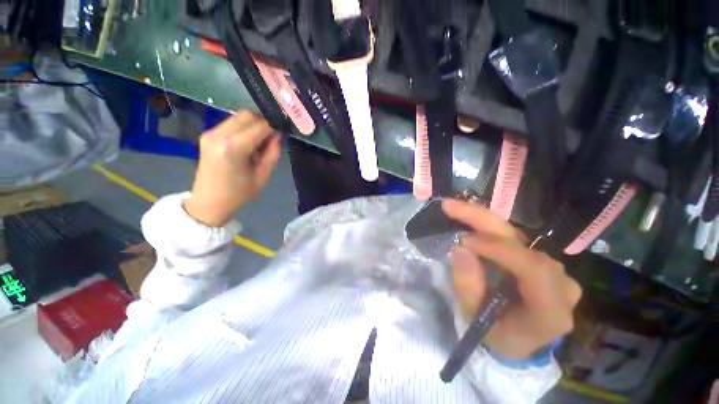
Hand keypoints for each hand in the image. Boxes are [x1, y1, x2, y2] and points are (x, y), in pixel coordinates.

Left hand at [184, 111, 280, 226]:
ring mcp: (210, 133)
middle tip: (273, 136)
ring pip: (238, 116)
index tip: (284, 129)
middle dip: (263, 122)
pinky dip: (243, 127)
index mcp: (234, 148)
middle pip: (247, 115)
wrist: (208, 202)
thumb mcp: (263, 176)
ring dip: (253, 124)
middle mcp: (219, 135)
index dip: (274, 125)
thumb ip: (273, 153)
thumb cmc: (239, 194)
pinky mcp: (207, 134)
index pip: (259, 126)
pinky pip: (230, 123)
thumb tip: (278, 135)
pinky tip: (248, 142)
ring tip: (260, 141)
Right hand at [443, 199, 581, 360]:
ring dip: (483, 220)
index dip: (498, 249)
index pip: (533, 269)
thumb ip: (469, 288)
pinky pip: (513, 238)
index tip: (464, 240)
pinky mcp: (540, 260)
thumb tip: (462, 250)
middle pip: (523, 244)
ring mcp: (554, 270)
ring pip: (517, 236)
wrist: (520, 339)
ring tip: (455, 209)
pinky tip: (470, 217)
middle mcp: (560, 285)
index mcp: (550, 312)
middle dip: (483, 221)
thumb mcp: (476, 320)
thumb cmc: (498, 335)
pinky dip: (488, 226)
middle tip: (451, 207)